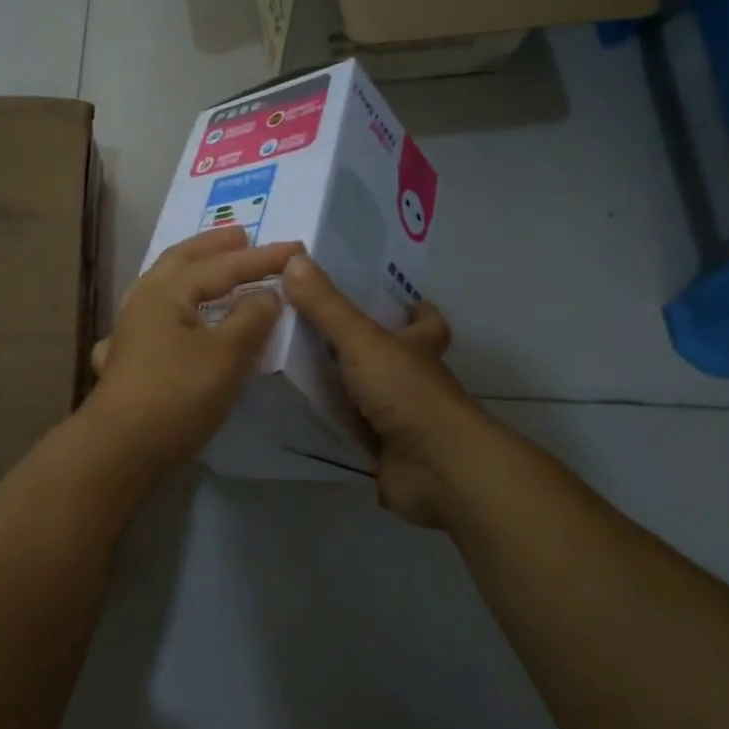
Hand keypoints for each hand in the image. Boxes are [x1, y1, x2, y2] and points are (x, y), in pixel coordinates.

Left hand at [86, 227, 299, 473]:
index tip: (296, 248)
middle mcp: (143, 300)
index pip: (222, 266)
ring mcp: (129, 327)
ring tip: (212, 267)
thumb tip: (266, 294)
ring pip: (162, 284)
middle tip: (241, 236)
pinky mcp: (125, 355)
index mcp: (167, 291)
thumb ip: (251, 318)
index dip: (262, 258)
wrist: (119, 448)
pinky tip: (171, 318)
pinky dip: (172, 305)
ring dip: (191, 270)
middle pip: (181, 260)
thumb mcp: (226, 356)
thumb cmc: (177, 395)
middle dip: (214, 247)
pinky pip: (152, 315)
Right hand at [283, 255, 491, 528]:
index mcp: (418, 348)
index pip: (426, 323)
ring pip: (369, 396)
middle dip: (364, 348)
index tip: (396, 301)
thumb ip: (327, 306)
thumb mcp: (362, 341)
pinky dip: (330, 427)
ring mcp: (401, 420)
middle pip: (394, 358)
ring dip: (341, 387)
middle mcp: (413, 382)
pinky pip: (351, 434)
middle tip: (316, 332)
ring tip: (291, 370)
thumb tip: (294, 259)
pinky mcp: (384, 454)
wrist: (436, 469)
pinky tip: (296, 417)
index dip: (416, 311)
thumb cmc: (408, 393)